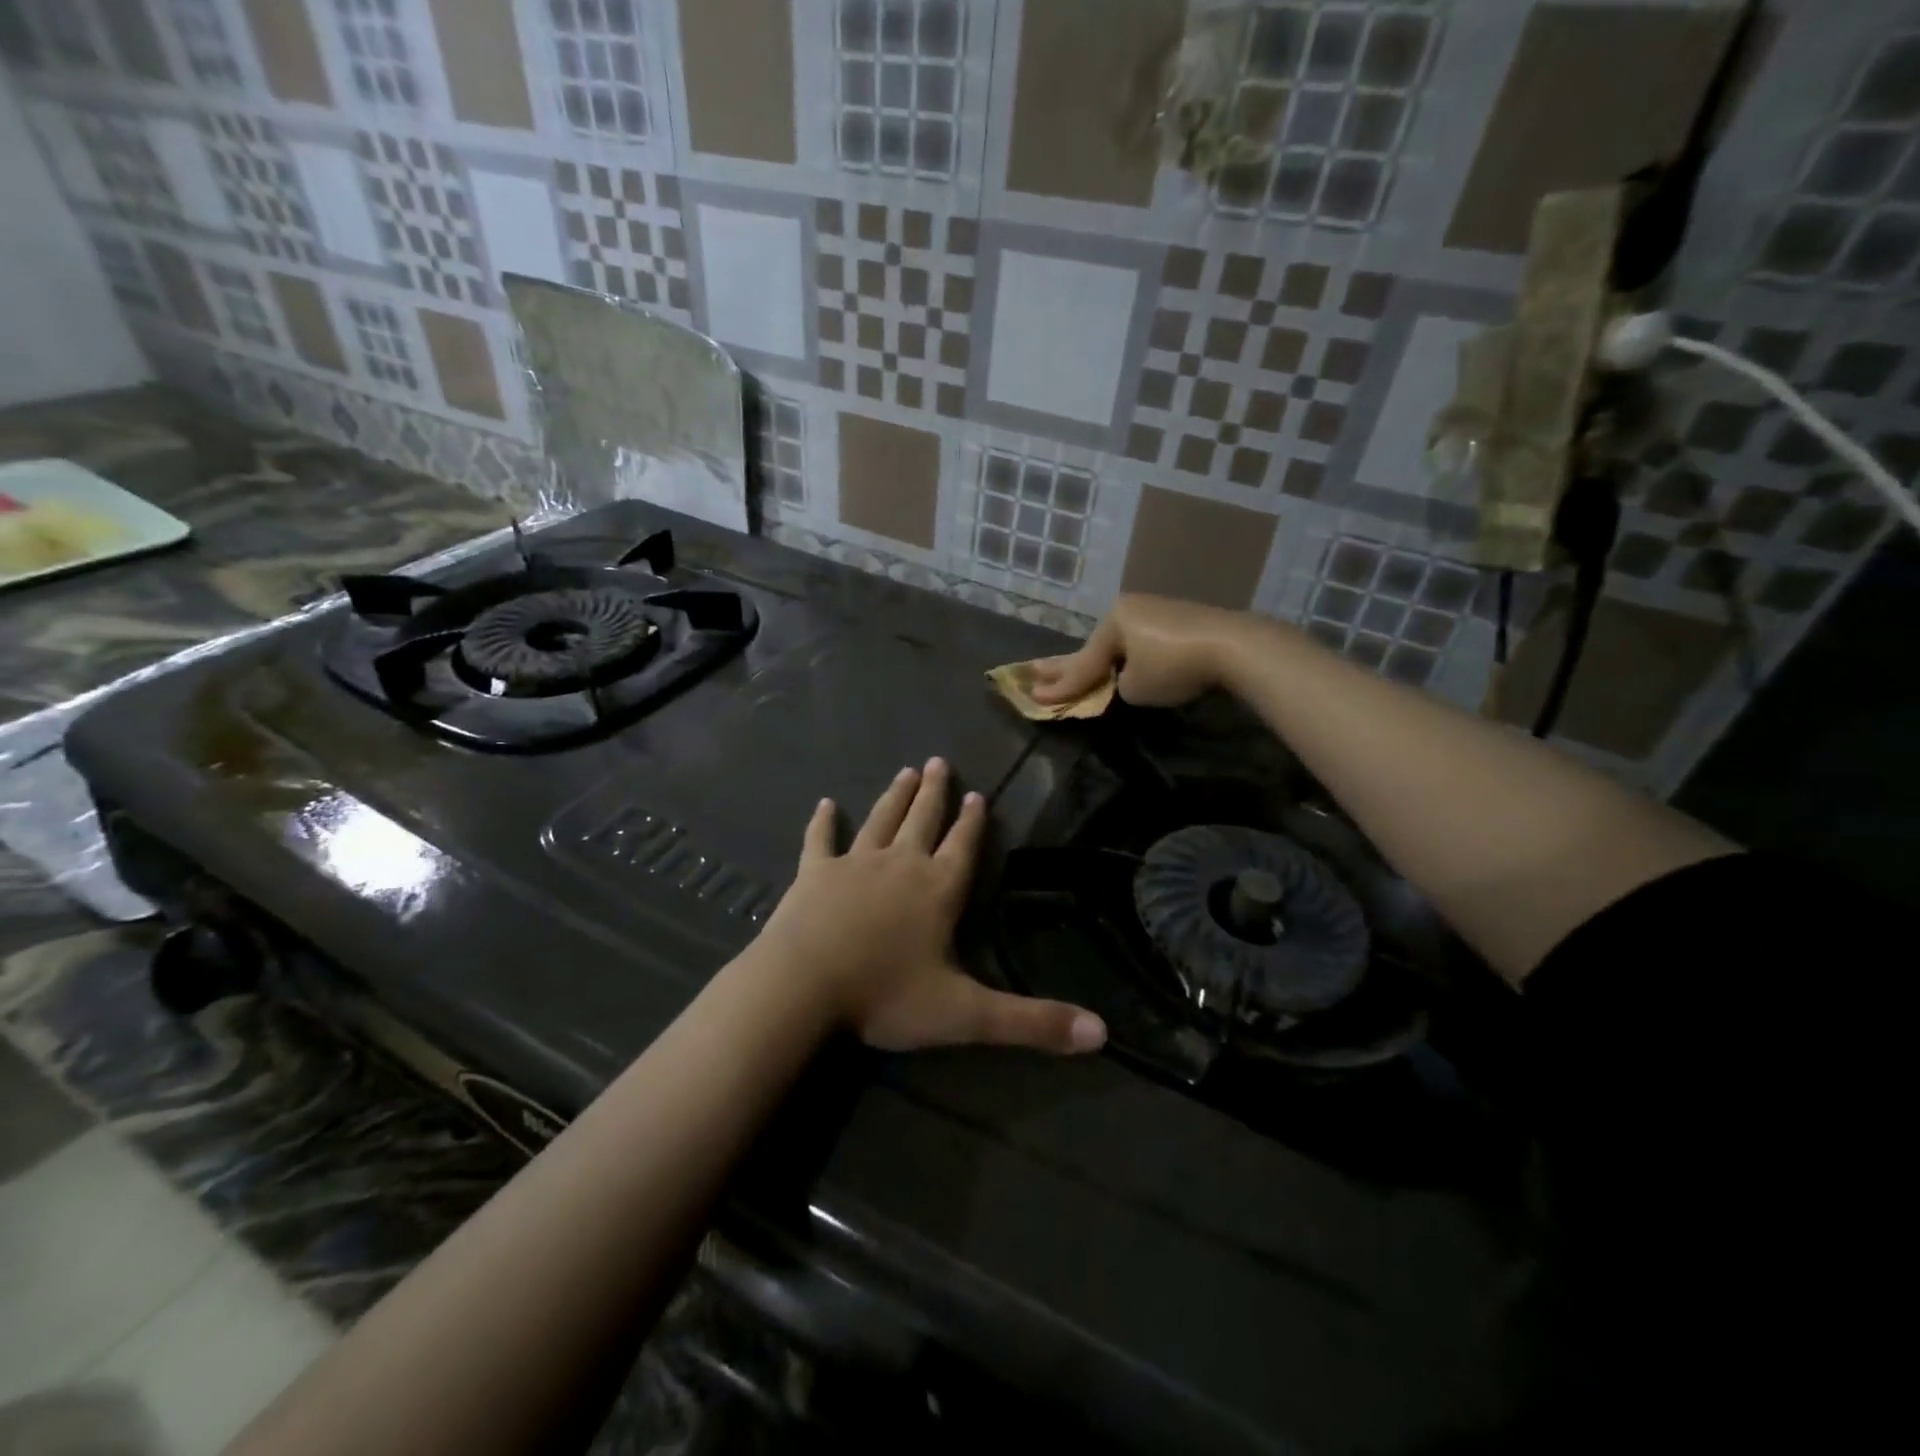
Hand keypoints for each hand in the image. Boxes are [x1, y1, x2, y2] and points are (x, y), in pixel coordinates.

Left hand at [757, 759, 1106, 1054]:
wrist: (803, 987)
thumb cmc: (885, 996)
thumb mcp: (965, 1015)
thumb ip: (1031, 1022)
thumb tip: (1101, 1034)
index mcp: (937, 891)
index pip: (963, 848)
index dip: (973, 823)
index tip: (977, 794)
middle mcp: (900, 865)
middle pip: (922, 821)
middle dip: (934, 793)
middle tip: (939, 762)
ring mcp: (853, 864)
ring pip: (880, 821)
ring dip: (894, 797)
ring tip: (906, 772)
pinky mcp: (813, 873)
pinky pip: (819, 841)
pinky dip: (822, 823)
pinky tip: (825, 805)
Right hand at [1029, 593, 1248, 708]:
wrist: (1232, 646)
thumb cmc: (1174, 666)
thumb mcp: (1134, 686)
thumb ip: (1118, 683)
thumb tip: (1125, 679)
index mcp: (1113, 620)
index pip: (1083, 662)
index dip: (1061, 686)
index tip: (1035, 697)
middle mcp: (1131, 609)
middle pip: (1096, 645)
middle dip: (1068, 664)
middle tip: (1035, 670)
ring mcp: (1158, 611)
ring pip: (1122, 641)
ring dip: (1104, 658)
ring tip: (1081, 670)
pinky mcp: (1182, 619)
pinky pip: (1145, 641)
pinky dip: (1133, 654)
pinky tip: (1127, 659)